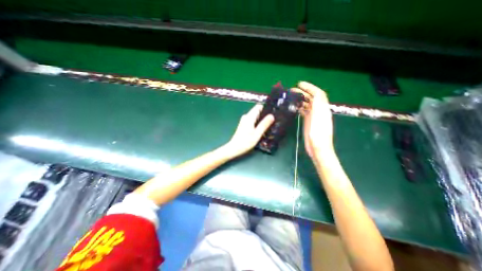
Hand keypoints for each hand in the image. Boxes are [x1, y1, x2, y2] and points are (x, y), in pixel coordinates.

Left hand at [223, 104, 274, 158]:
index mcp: (249, 117)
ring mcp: (244, 121)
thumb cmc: (246, 142)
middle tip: (274, 120)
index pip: (258, 106)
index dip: (266, 108)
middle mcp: (246, 116)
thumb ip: (264, 124)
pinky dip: (258, 123)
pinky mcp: (244, 125)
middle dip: (265, 115)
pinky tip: (262, 129)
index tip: (273, 112)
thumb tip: (272, 116)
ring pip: (255, 117)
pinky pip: (253, 121)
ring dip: (262, 120)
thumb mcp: (257, 134)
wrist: (234, 148)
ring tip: (269, 125)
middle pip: (257, 111)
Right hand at [292, 82, 333, 157]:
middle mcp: (319, 111)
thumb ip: (319, 106)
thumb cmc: (319, 136)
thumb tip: (316, 94)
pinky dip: (299, 107)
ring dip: (300, 99)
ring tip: (291, 97)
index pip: (318, 94)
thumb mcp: (319, 120)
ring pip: (307, 104)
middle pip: (312, 98)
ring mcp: (313, 116)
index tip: (299, 84)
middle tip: (292, 90)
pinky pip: (304, 111)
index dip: (310, 87)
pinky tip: (293, 107)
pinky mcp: (309, 121)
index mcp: (322, 109)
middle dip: (303, 92)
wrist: (318, 149)